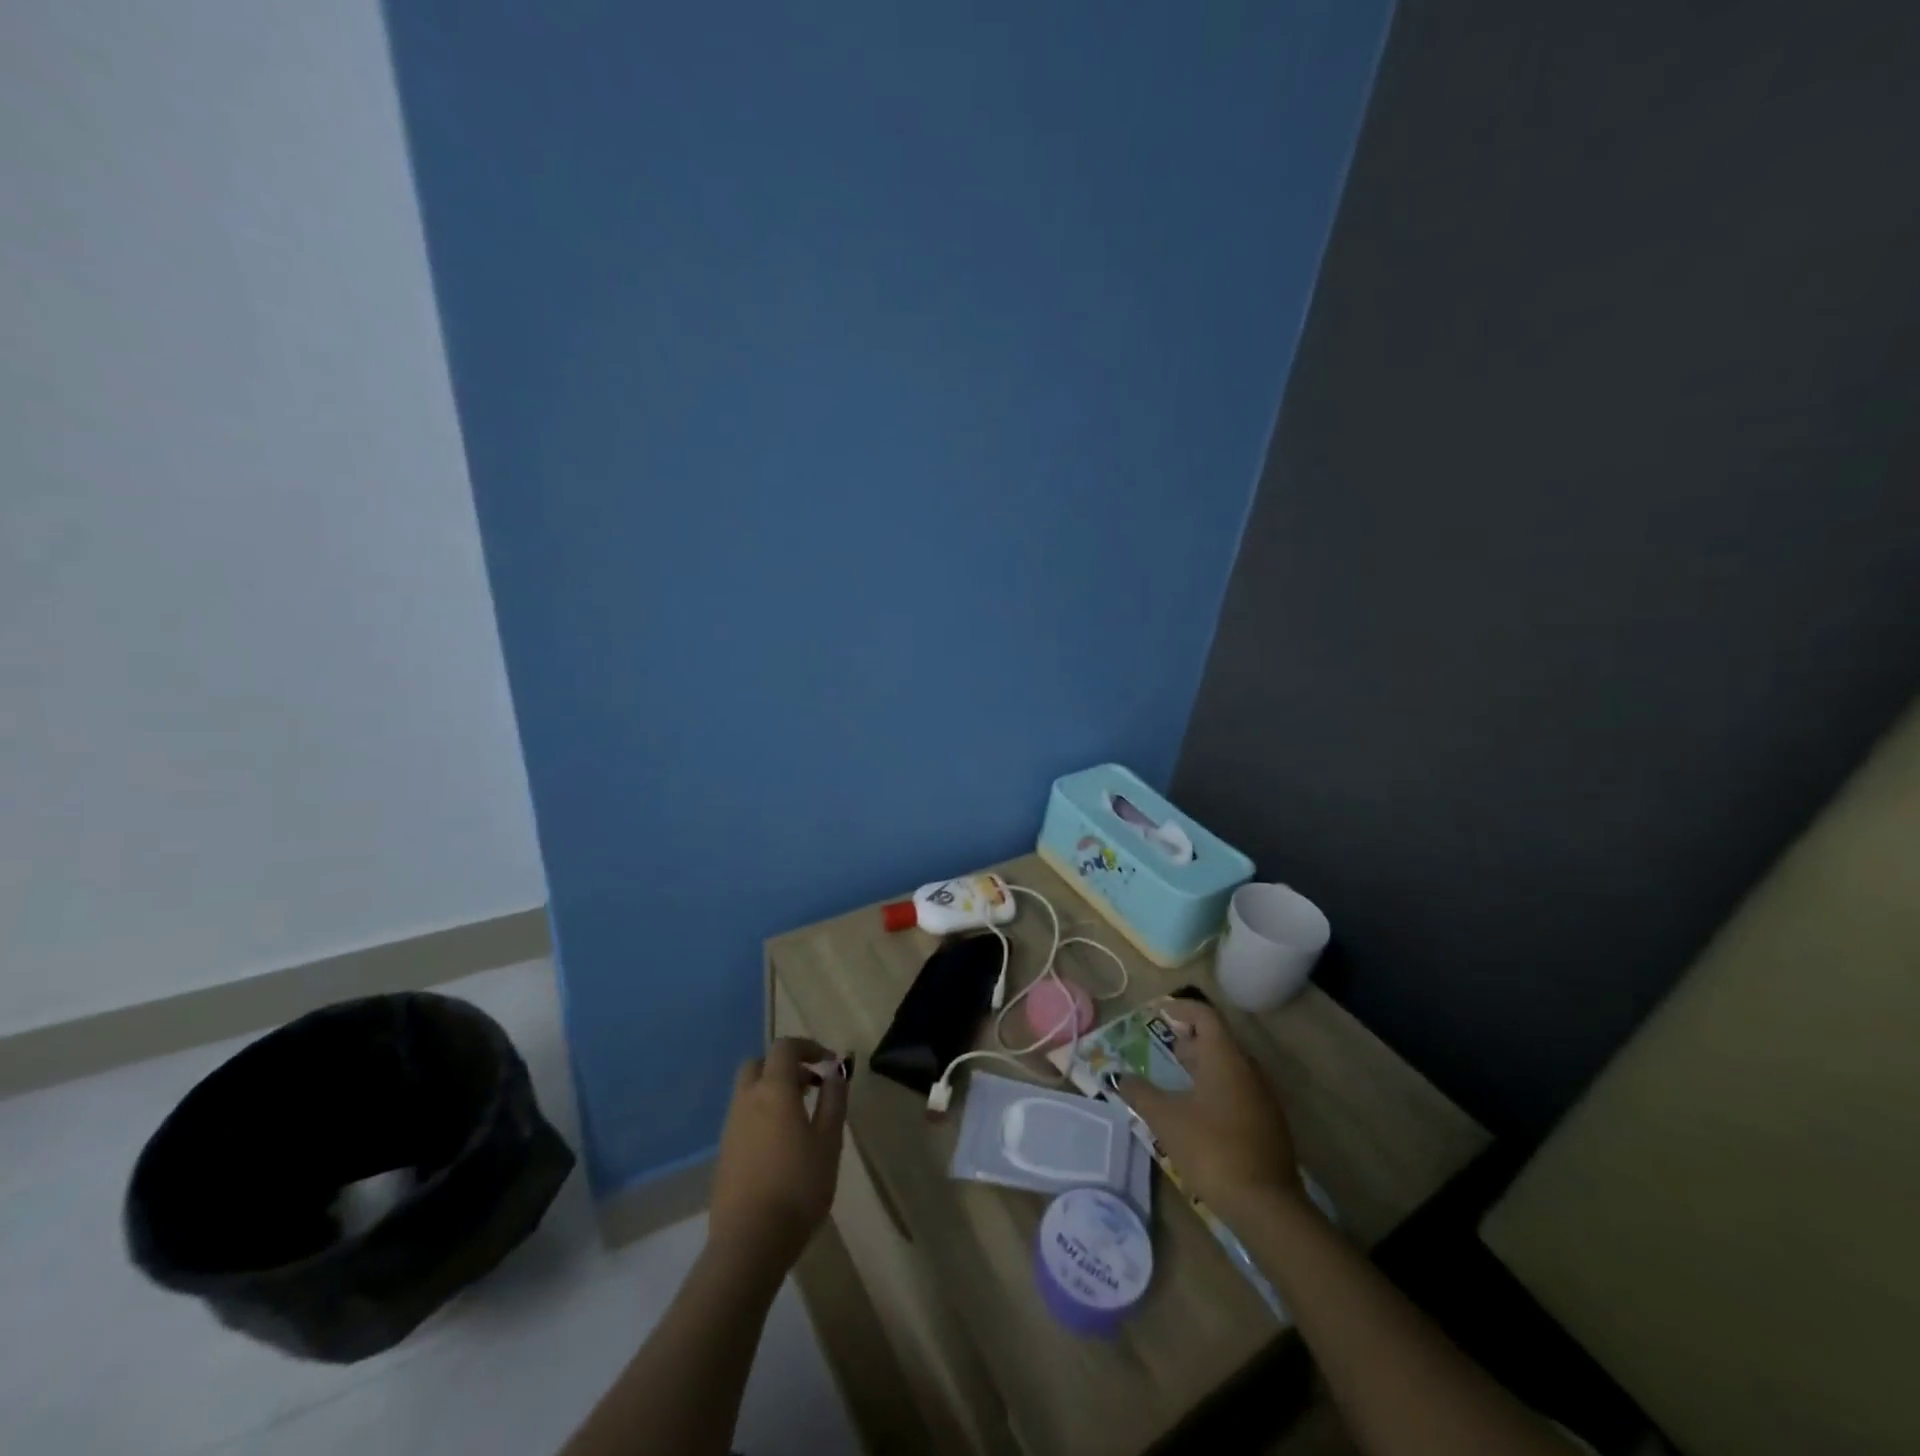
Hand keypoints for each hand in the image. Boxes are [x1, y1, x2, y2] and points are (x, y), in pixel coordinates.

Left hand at [708, 1038, 848, 1273]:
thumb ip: (833, 1100)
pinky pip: (743, 1116)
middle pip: (760, 1064)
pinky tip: (781, 1145)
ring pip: (749, 1091)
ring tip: (801, 1117)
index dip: (808, 1047)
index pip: (785, 1047)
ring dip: (773, 1090)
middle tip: (811, 1086)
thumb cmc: (798, 1187)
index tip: (829, 1064)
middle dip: (785, 1066)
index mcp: (773, 1090)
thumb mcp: (829, 1142)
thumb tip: (835, 1072)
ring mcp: (730, 1127)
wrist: (749, 1243)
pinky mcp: (724, 1152)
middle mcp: (746, 1100)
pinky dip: (762, 1114)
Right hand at [1118, 999, 1302, 1216]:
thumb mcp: (1166, 1119)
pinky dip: (1217, 1087)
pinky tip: (1199, 1112)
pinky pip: (1239, 1090)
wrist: (1266, 1206)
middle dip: (1191, 1039)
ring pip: (1230, 1067)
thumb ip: (1140, 1093)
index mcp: (1225, 1058)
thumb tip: (1119, 1076)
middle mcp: (1248, 1069)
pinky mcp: (1269, 1124)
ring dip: (1204, 1065)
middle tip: (1165, 1048)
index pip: (1205, 1015)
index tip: (1159, 1013)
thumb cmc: (1211, 1149)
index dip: (1181, 1008)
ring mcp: (1263, 1097)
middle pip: (1219, 1040)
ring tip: (1177, 1079)